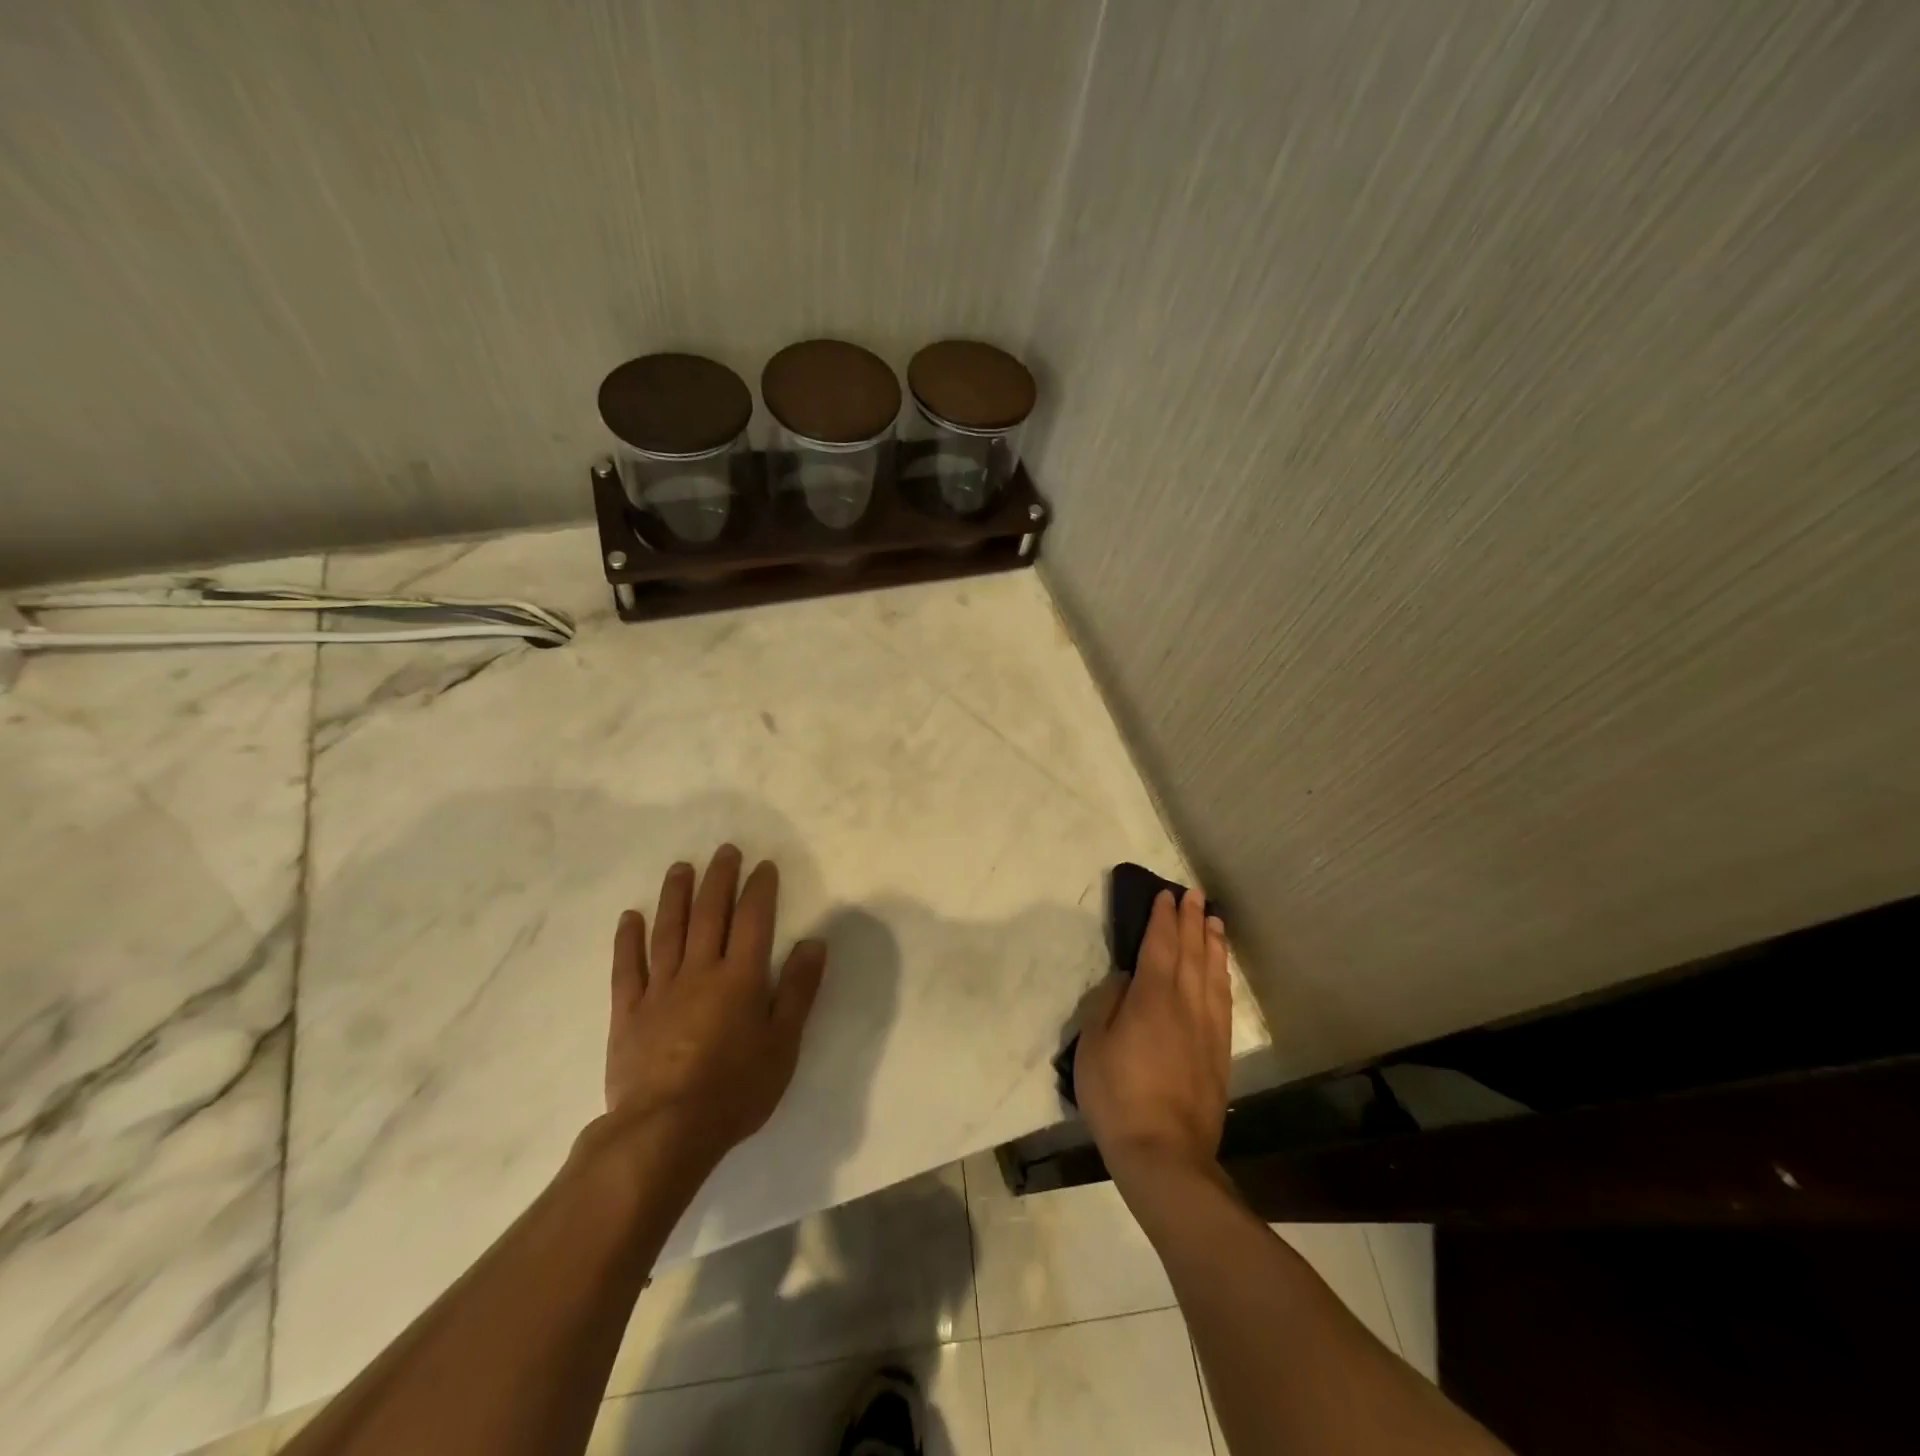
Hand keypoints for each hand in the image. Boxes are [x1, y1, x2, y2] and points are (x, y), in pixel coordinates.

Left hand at [602, 845, 826, 1169]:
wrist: (664, 1131)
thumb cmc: (735, 1089)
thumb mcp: (783, 1044)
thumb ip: (799, 990)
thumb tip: (814, 941)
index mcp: (741, 978)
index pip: (753, 920)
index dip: (759, 889)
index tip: (763, 865)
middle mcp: (700, 971)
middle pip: (710, 914)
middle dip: (719, 879)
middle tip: (724, 850)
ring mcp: (660, 989)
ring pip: (668, 931)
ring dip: (676, 896)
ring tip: (681, 868)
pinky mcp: (628, 1012)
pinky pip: (627, 967)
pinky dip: (628, 940)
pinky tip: (630, 917)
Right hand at [1074, 889, 1230, 1188]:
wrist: (1164, 1153)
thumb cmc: (1117, 1096)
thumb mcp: (1093, 1046)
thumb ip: (1108, 1005)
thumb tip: (1125, 980)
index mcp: (1151, 998)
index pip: (1160, 946)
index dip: (1163, 919)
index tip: (1166, 896)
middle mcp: (1184, 1004)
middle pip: (1190, 953)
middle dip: (1191, 921)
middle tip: (1194, 895)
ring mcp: (1207, 1028)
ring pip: (1212, 973)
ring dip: (1212, 943)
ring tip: (1213, 920)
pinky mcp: (1219, 1052)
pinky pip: (1223, 1001)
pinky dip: (1223, 976)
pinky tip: (1222, 970)